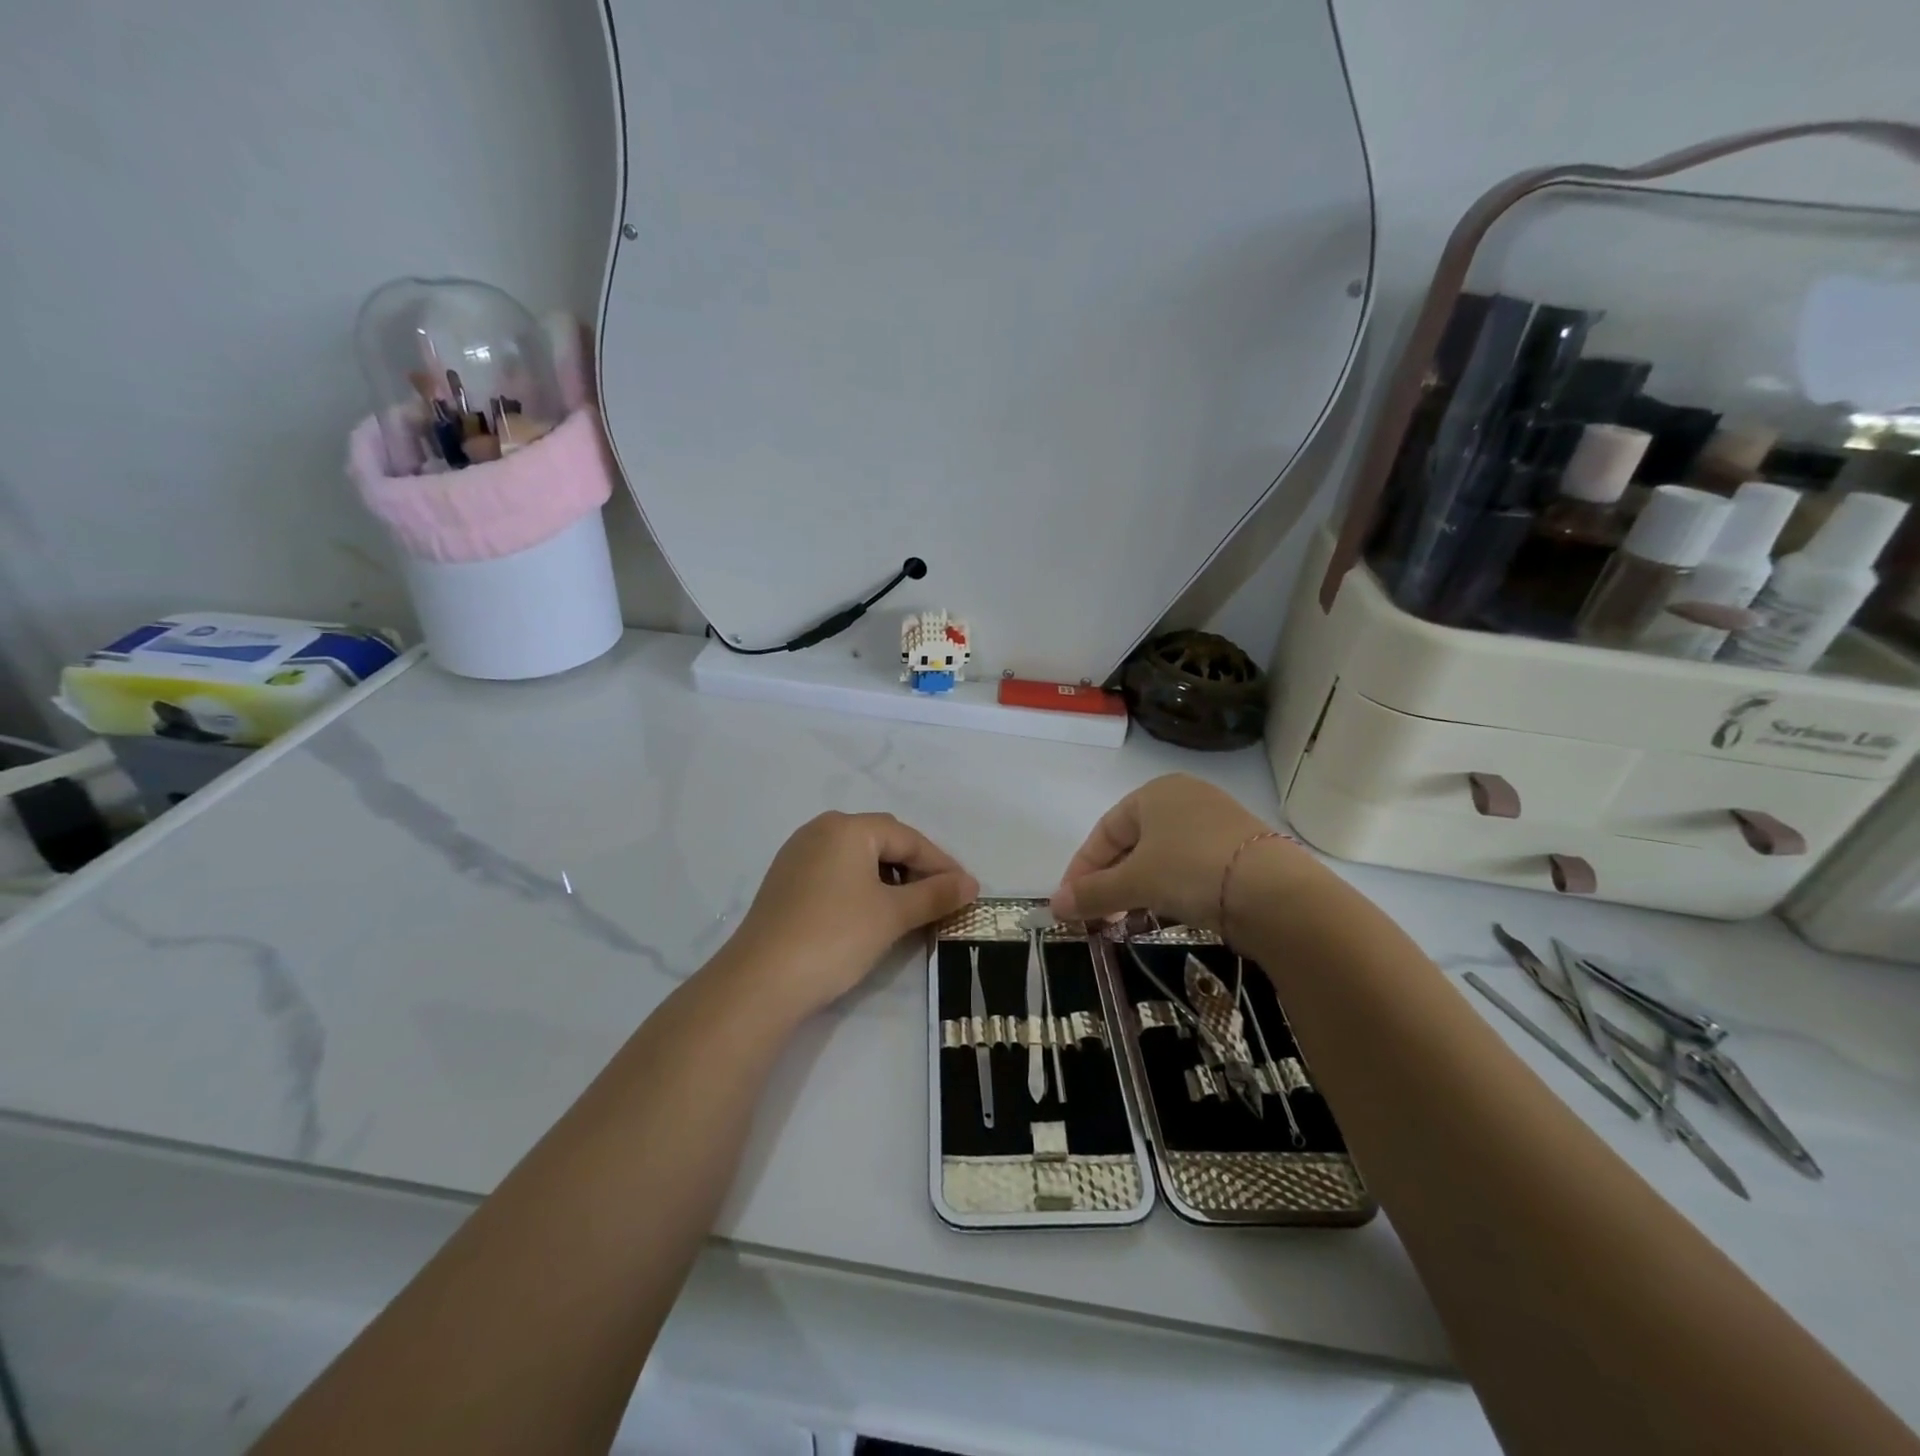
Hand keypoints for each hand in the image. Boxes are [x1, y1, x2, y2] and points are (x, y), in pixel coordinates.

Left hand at [725, 812, 978, 1018]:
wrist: (761, 980)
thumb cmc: (835, 936)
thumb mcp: (893, 915)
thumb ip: (935, 894)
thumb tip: (971, 883)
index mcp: (848, 827)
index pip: (908, 838)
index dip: (941, 864)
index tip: (966, 890)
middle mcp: (820, 830)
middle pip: (882, 841)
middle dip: (915, 868)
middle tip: (941, 898)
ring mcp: (798, 855)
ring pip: (857, 857)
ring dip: (888, 878)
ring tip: (909, 908)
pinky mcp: (785, 881)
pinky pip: (835, 872)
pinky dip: (860, 887)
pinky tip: (870, 913)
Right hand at [1051, 774, 1311, 931]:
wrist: (1277, 893)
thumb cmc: (1191, 870)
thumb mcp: (1135, 882)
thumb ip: (1092, 893)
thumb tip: (1055, 907)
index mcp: (1154, 793)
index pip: (1104, 831)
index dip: (1082, 868)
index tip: (1069, 903)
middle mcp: (1185, 798)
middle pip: (1132, 843)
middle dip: (1110, 882)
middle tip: (1098, 916)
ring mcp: (1216, 822)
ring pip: (1161, 857)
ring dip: (1137, 889)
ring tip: (1127, 921)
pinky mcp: (1240, 849)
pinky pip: (1190, 867)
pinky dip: (1170, 890)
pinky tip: (1166, 915)